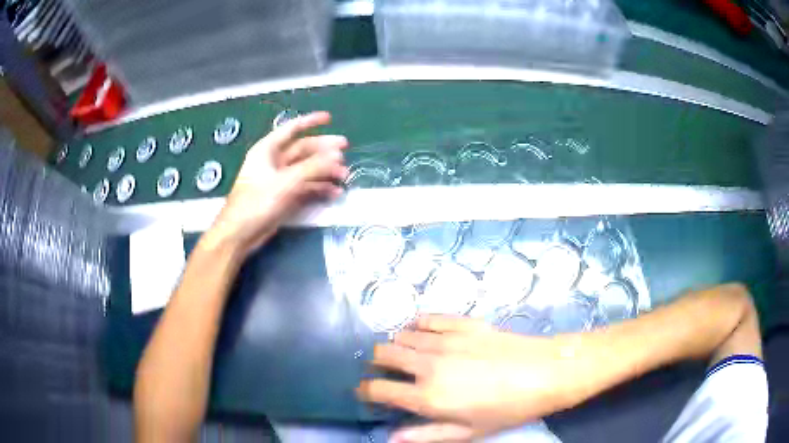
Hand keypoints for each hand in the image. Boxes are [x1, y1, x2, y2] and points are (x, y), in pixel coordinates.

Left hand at [207, 111, 348, 256]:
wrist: (241, 233)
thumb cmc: (257, 202)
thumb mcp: (287, 181)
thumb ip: (313, 167)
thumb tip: (337, 155)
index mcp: (268, 149)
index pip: (292, 128)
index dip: (311, 121)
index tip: (329, 118)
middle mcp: (274, 161)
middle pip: (303, 150)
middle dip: (324, 151)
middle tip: (345, 152)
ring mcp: (279, 180)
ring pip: (307, 170)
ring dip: (325, 172)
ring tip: (344, 177)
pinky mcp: (283, 196)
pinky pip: (305, 187)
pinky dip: (319, 189)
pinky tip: (333, 193)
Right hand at [358, 316, 584, 442]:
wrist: (544, 373)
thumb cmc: (507, 409)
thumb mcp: (467, 432)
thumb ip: (425, 435)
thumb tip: (391, 438)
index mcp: (427, 396)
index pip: (379, 389)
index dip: (365, 390)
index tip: (365, 391)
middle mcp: (428, 364)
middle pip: (384, 354)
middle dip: (377, 364)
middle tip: (386, 372)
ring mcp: (445, 339)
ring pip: (402, 334)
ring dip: (397, 345)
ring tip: (407, 355)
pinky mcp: (462, 323)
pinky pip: (428, 317)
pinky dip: (418, 325)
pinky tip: (425, 332)